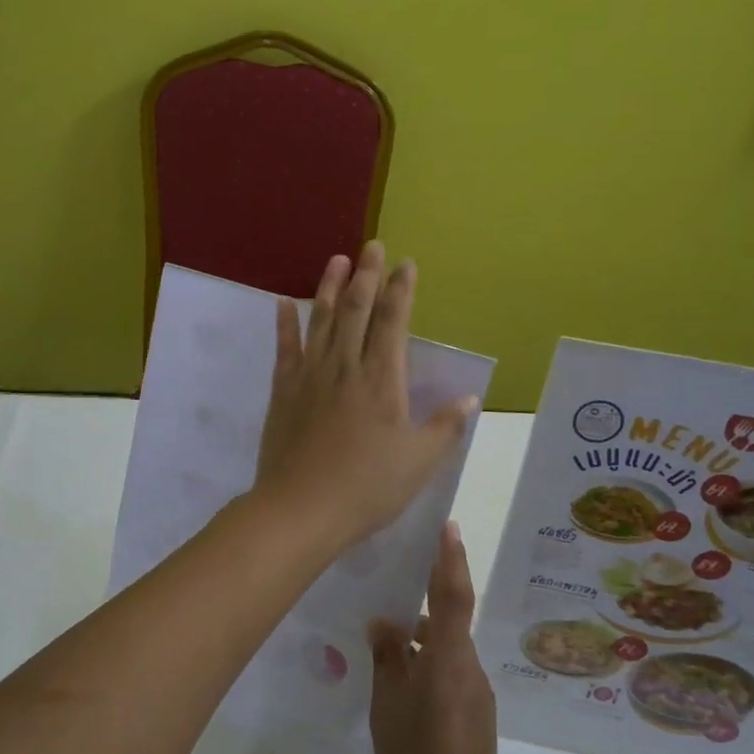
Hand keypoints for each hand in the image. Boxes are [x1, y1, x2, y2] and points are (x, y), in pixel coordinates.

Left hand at [253, 243, 477, 554]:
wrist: (301, 508)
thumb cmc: (367, 488)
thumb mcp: (419, 462)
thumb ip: (445, 427)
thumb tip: (469, 399)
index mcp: (382, 380)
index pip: (393, 322)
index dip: (400, 290)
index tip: (405, 264)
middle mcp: (345, 367)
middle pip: (356, 310)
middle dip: (366, 275)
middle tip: (371, 246)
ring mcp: (310, 376)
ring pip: (322, 320)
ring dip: (330, 288)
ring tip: (336, 259)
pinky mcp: (283, 391)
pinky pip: (285, 349)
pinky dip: (285, 324)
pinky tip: (285, 303)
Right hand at [369, 521, 499, 753]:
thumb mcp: (386, 703)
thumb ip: (386, 657)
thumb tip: (382, 623)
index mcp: (446, 657)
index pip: (452, 594)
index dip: (450, 558)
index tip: (449, 526)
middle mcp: (468, 665)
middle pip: (446, 619)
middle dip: (421, 603)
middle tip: (388, 594)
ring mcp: (476, 691)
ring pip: (446, 648)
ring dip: (420, 639)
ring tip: (384, 648)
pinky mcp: (477, 712)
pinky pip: (450, 672)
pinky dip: (428, 664)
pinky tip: (401, 686)